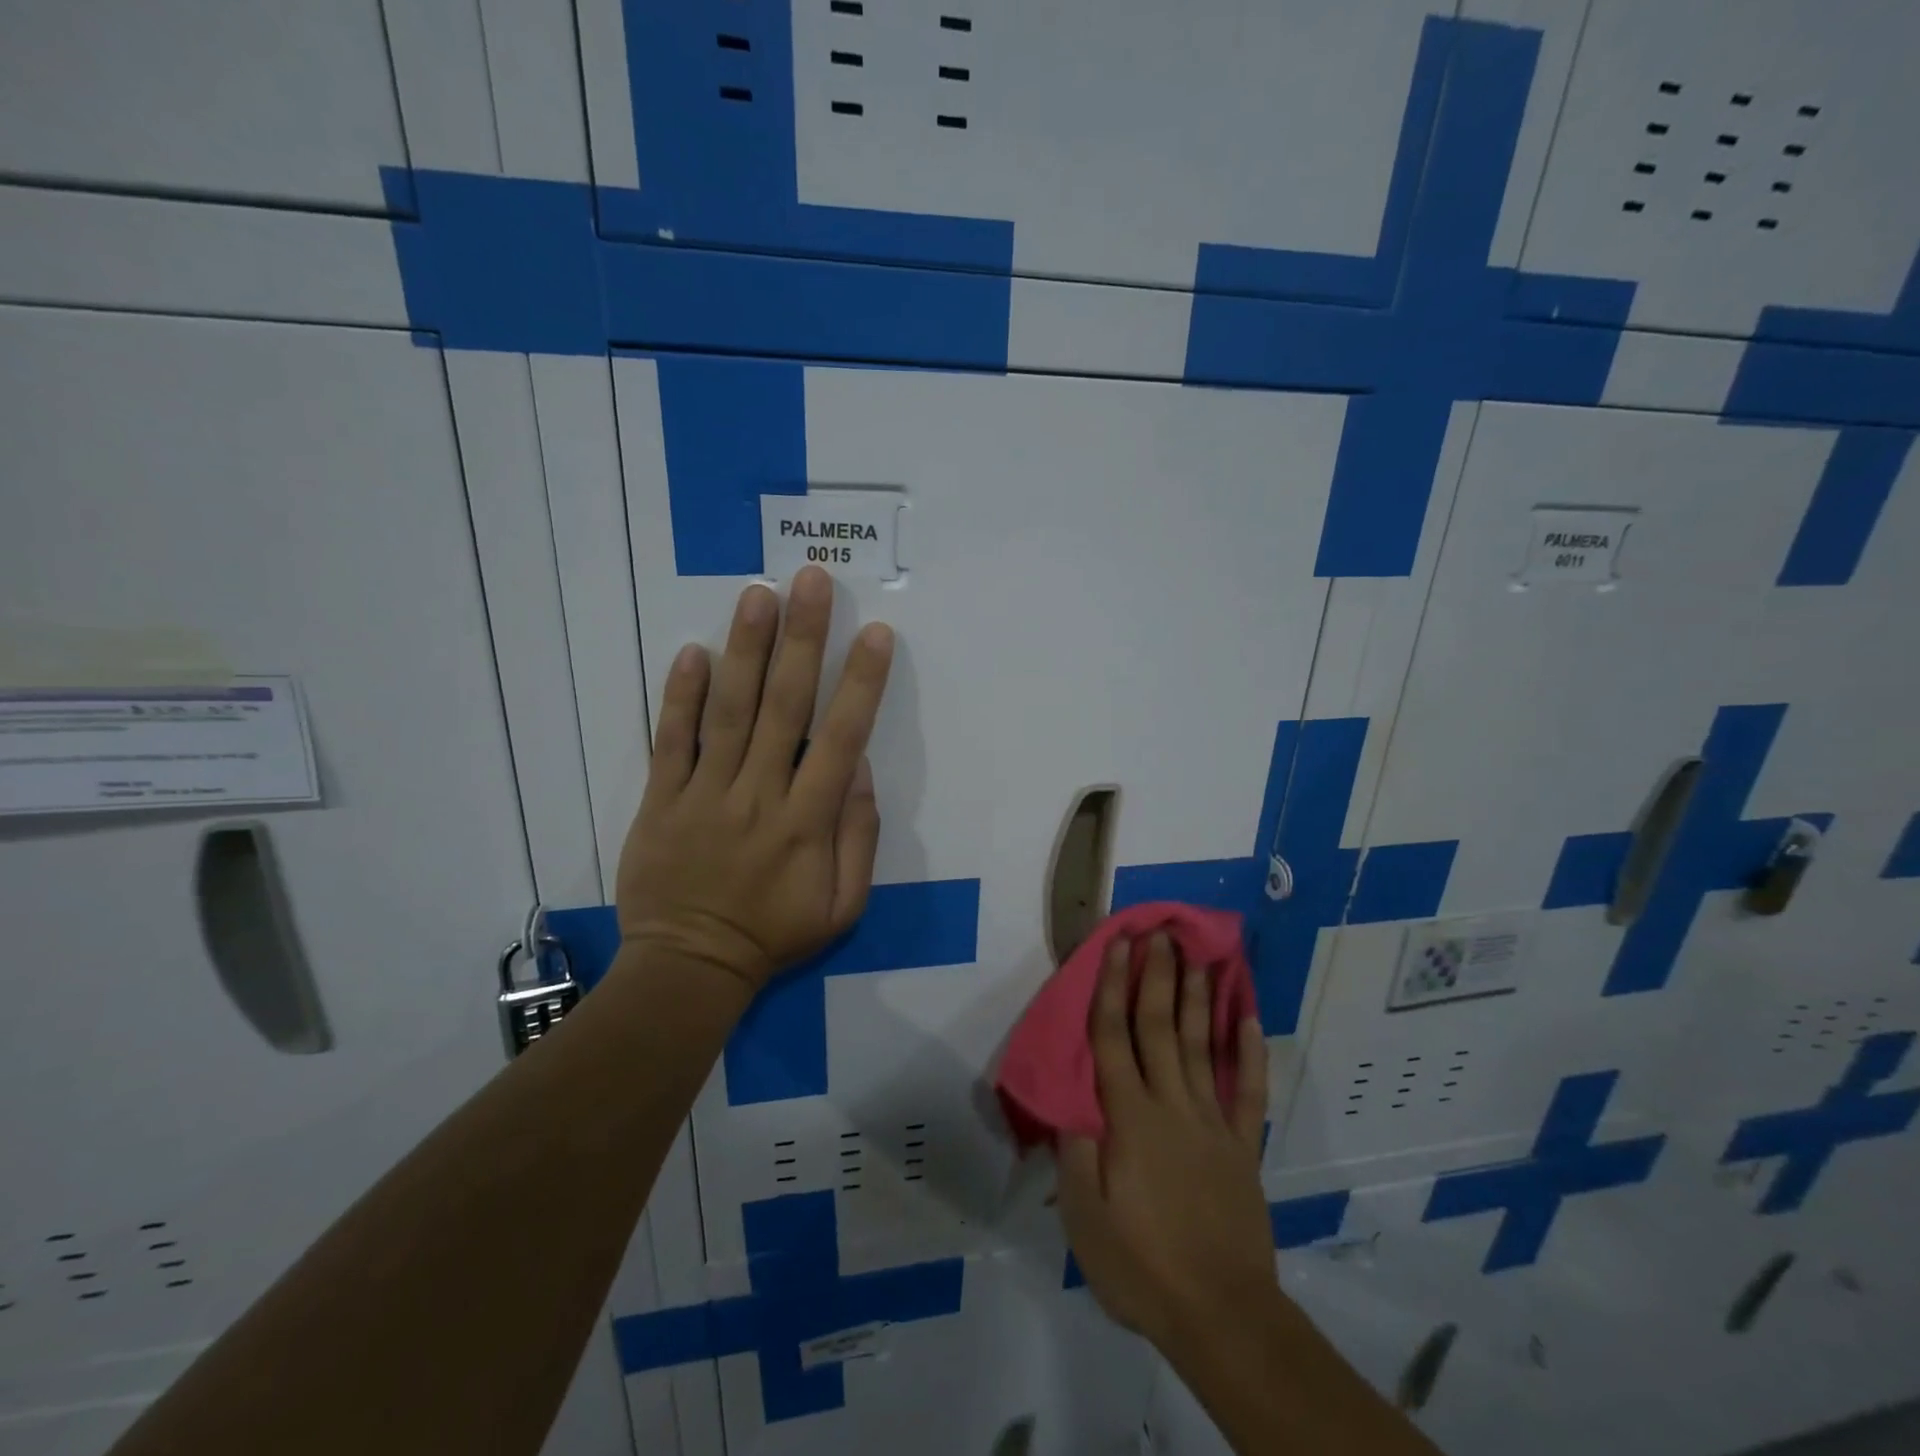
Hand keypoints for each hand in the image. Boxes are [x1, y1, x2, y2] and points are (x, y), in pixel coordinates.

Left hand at [615, 566, 894, 992]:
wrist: (689, 967)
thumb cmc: (775, 935)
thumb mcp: (843, 905)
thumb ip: (857, 837)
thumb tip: (858, 770)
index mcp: (807, 821)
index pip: (841, 738)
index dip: (861, 684)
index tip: (876, 635)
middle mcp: (759, 794)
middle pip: (784, 706)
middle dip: (804, 640)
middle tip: (812, 582)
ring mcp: (705, 794)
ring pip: (729, 711)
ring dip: (746, 650)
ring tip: (759, 595)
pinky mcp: (661, 799)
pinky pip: (670, 741)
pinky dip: (679, 696)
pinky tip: (692, 650)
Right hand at [1057, 933, 1273, 1351]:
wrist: (1222, 1315)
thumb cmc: (1141, 1266)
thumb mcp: (1084, 1218)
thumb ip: (1074, 1152)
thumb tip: (1069, 1104)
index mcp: (1128, 1117)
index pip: (1114, 1036)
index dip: (1113, 986)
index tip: (1118, 945)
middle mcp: (1171, 1105)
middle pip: (1159, 1027)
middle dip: (1157, 976)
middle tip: (1160, 934)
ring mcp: (1212, 1123)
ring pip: (1201, 1046)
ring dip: (1198, 999)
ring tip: (1198, 958)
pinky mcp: (1243, 1147)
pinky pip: (1248, 1092)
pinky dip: (1250, 1053)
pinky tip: (1248, 1019)